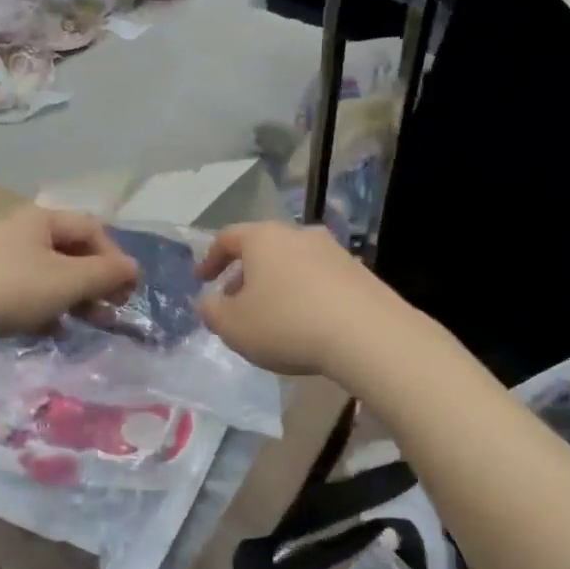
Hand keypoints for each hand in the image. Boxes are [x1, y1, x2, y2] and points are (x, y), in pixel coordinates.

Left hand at [0, 205, 139, 356]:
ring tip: (84, 325)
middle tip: (109, 312)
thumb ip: (106, 273)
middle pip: (71, 252)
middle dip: (95, 282)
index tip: (124, 292)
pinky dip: (46, 310)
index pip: (92, 229)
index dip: (114, 258)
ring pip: (50, 276)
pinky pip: (28, 294)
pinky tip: (50, 332)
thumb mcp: (68, 281)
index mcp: (41, 219)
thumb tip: (133, 269)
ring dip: (74, 299)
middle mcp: (20, 232)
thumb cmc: (10, 291)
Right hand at [195, 222, 409, 376]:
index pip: (227, 238)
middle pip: (262, 249)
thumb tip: (207, 302)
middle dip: (244, 275)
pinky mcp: (359, 272)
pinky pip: (319, 279)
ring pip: (292, 263)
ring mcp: (333, 251)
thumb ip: (211, 312)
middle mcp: (298, 234)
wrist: (367, 334)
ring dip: (276, 284)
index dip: (210, 259)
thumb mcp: (234, 326)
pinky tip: (306, 323)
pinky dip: (304, 294)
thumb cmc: (287, 324)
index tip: (202, 281)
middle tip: (235, 303)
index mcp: (263, 238)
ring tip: (271, 316)